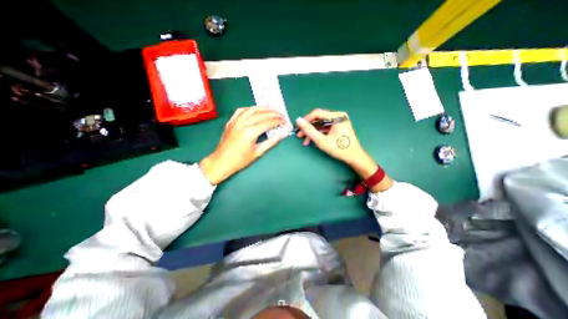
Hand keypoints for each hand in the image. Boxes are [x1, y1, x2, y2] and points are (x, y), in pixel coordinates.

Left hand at [201, 105, 286, 183]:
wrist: (221, 162)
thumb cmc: (240, 160)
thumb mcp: (258, 152)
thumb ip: (271, 142)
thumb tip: (282, 135)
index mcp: (250, 132)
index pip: (268, 122)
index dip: (278, 121)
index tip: (285, 121)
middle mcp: (243, 123)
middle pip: (261, 114)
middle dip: (273, 113)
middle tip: (281, 114)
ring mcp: (236, 121)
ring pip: (252, 109)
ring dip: (263, 108)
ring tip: (272, 109)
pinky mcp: (231, 121)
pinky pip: (241, 110)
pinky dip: (250, 108)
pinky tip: (255, 110)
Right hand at [298, 108, 380, 181]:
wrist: (353, 157)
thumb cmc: (339, 149)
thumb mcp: (321, 140)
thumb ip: (309, 130)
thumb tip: (298, 120)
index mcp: (337, 116)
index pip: (317, 113)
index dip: (306, 119)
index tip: (298, 127)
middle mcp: (338, 116)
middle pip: (319, 119)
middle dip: (308, 128)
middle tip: (299, 135)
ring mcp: (338, 122)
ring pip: (320, 125)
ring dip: (312, 132)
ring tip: (304, 141)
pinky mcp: (337, 127)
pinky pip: (325, 129)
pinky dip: (318, 134)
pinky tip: (312, 141)